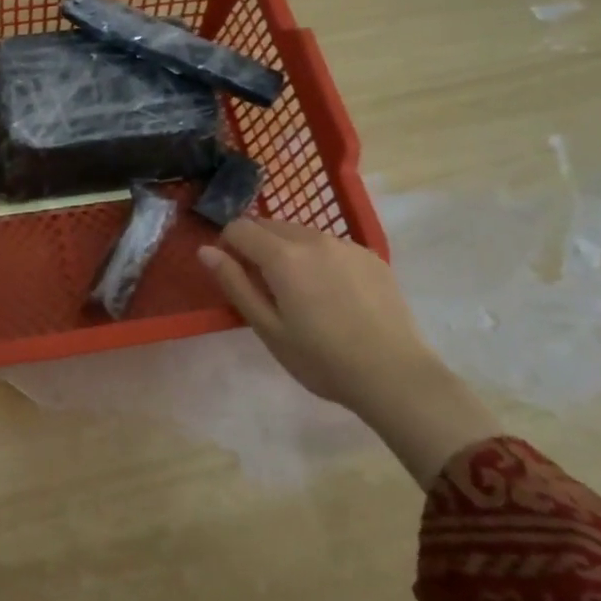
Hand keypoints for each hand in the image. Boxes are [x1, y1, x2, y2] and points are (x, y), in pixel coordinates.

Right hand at [198, 219, 500, 487]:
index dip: (227, 245)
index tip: (233, 273)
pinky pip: (330, 245)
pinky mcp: (371, 256)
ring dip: (287, 249)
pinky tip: (332, 294)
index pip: (239, 227)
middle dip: (256, 244)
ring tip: (299, 291)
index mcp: (283, 256)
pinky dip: (318, 257)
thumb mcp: (268, 328)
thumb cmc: (322, 359)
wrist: (396, 375)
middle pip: (270, 224)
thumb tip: (205, 250)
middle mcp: (313, 238)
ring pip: (301, 232)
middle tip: (263, 285)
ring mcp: (346, 245)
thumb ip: (235, 284)